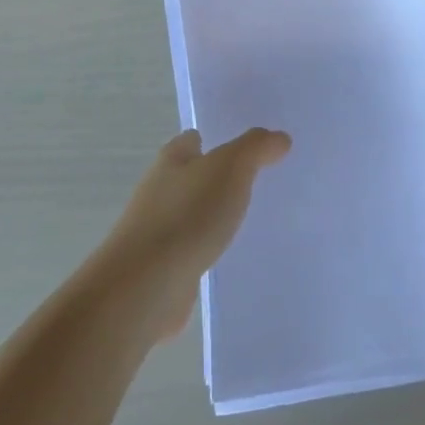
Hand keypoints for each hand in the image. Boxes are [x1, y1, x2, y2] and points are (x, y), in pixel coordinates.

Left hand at [100, 128, 290, 335]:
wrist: (145, 286)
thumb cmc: (186, 215)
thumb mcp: (230, 168)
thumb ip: (255, 148)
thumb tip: (279, 138)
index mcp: (171, 160)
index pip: (193, 140)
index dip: (216, 138)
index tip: (246, 148)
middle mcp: (159, 191)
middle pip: (192, 176)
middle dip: (218, 178)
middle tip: (258, 181)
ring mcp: (157, 231)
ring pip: (192, 214)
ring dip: (214, 215)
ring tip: (251, 219)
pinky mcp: (162, 268)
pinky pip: (192, 249)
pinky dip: (208, 249)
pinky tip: (231, 255)